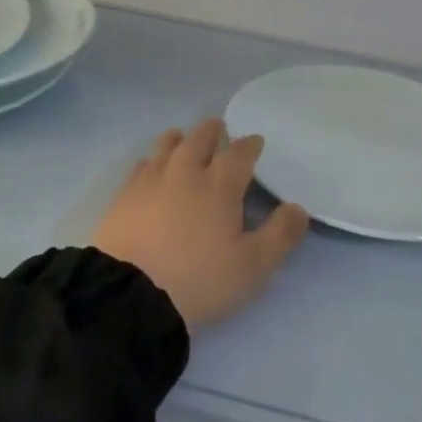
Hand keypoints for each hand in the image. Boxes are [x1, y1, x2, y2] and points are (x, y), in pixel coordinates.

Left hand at [92, 119, 310, 331]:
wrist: (131, 294)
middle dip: (212, 132)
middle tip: (218, 128)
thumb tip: (298, 208)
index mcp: (219, 185)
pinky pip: (140, 166)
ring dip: (179, 139)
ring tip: (182, 137)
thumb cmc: (200, 279)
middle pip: (199, 139)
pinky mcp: (124, 197)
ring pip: (166, 147)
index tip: (255, 141)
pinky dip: (151, 160)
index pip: (239, 154)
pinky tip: (150, 167)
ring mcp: (150, 181)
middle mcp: (185, 172)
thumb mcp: (253, 267)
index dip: (249, 145)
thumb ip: (280, 235)